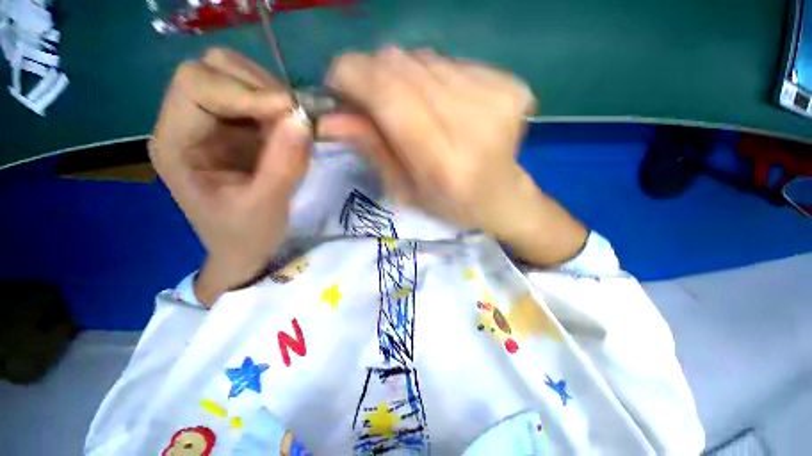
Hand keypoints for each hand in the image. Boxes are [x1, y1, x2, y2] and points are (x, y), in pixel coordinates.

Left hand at [149, 48, 311, 304]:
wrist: (244, 248)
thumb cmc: (245, 234)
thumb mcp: (265, 205)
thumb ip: (283, 164)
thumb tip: (303, 119)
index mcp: (175, 142)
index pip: (196, 84)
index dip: (244, 90)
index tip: (290, 112)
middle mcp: (187, 122)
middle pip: (214, 69)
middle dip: (259, 86)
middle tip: (294, 117)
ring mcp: (213, 123)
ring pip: (238, 78)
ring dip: (273, 96)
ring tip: (295, 127)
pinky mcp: (236, 130)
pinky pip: (259, 100)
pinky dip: (281, 109)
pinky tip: (293, 133)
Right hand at [320, 47, 586, 265]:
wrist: (501, 197)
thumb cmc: (449, 204)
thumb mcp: (405, 190)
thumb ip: (372, 149)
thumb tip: (328, 117)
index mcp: (445, 166)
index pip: (391, 98)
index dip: (354, 77)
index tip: (336, 81)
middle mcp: (474, 126)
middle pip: (405, 68)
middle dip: (373, 74)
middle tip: (369, 97)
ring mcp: (498, 99)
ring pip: (425, 59)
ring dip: (404, 77)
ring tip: (411, 107)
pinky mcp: (510, 84)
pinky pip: (451, 61)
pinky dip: (434, 77)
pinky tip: (442, 104)